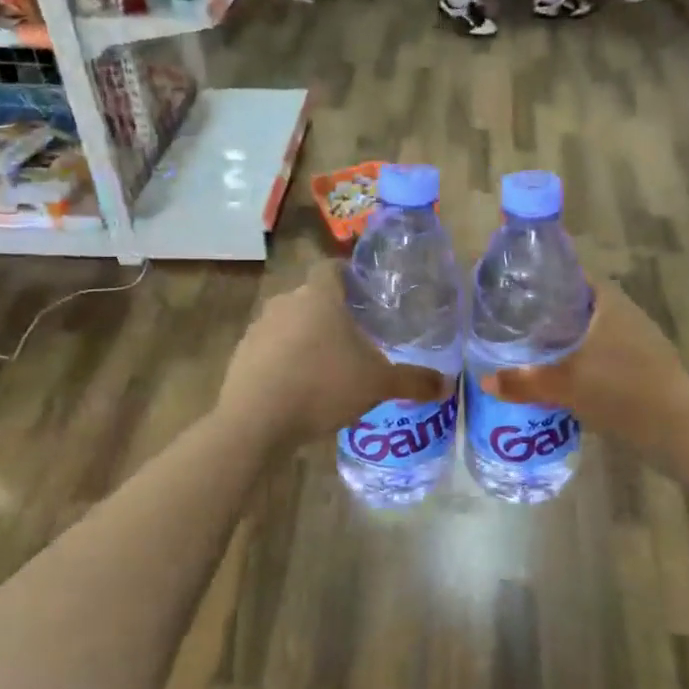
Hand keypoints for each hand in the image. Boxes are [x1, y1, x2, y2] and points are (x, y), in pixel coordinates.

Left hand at [218, 262, 450, 449]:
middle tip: (354, 336)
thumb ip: (411, 381)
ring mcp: (259, 327)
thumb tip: (446, 387)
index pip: (332, 268)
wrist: (256, 420)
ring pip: (289, 323)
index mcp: (319, 296)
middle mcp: (286, 302)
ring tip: (327, 365)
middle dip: (331, 313)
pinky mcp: (242, 354)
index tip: (364, 293)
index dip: (349, 276)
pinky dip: (284, 360)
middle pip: (311, 297)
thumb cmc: (323, 385)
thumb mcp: (377, 384)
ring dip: (306, 337)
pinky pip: (270, 349)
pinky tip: (298, 387)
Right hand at [481, 281, 688, 459]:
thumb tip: (485, 380)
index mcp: (609, 303)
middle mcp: (626, 314)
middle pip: (582, 304)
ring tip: (534, 350)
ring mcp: (640, 342)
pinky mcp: (646, 368)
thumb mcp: (565, 385)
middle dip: (551, 313)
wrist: (679, 430)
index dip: (546, 278)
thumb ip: (523, 381)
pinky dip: (584, 360)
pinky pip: (606, 354)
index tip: (518, 289)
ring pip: (595, 331)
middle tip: (517, 323)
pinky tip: (565, 378)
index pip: (573, 275)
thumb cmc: (621, 391)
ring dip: (569, 340)